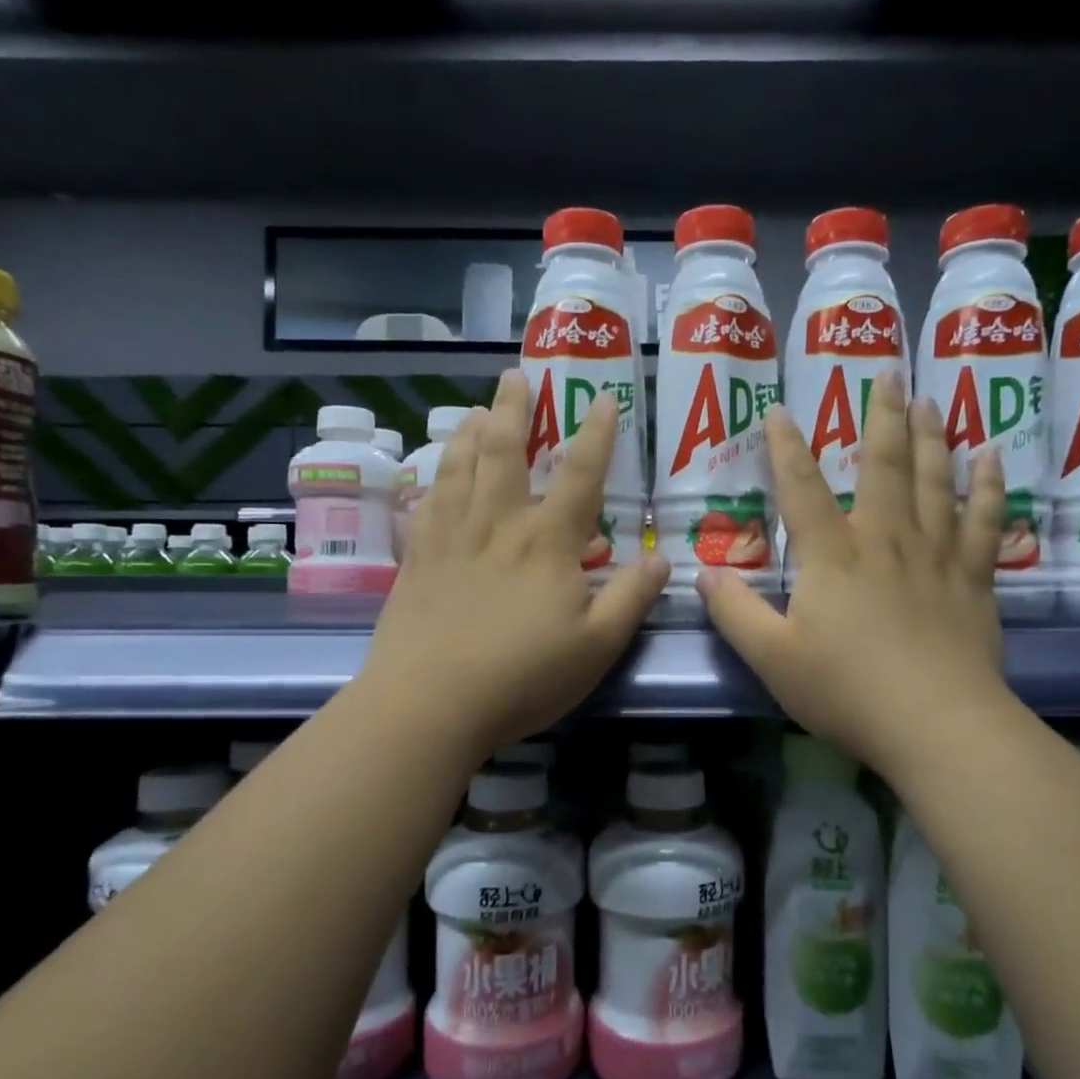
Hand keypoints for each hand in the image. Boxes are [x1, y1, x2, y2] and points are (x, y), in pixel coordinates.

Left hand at [362, 368, 669, 754]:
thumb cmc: (522, 677)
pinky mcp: (417, 557)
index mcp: (547, 542)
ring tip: (476, 409)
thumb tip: (662, 559)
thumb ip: (631, 599)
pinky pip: (426, 500)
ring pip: (458, 465)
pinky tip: (435, 473)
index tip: (604, 398)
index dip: (597, 434)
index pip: (580, 474)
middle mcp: (498, 524)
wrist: (429, 702)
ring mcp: (451, 537)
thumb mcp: (596, 647)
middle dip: (513, 409)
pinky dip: (434, 476)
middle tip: (515, 376)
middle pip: (504, 450)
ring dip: (469, 430)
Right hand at [696, 374, 1014, 782]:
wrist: (935, 724)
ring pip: (935, 482)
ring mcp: (934, 556)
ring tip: (930, 400)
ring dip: (931, 437)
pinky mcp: (972, 580)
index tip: (778, 410)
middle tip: (889, 373)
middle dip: (881, 417)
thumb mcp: (772, 658)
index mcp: (832, 556)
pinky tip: (992, 457)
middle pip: (882, 466)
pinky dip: (989, 486)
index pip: (801, 488)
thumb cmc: (846, 691)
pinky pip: (983, 521)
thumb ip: (735, 612)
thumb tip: (703, 573)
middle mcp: (884, 540)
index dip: (786, 448)